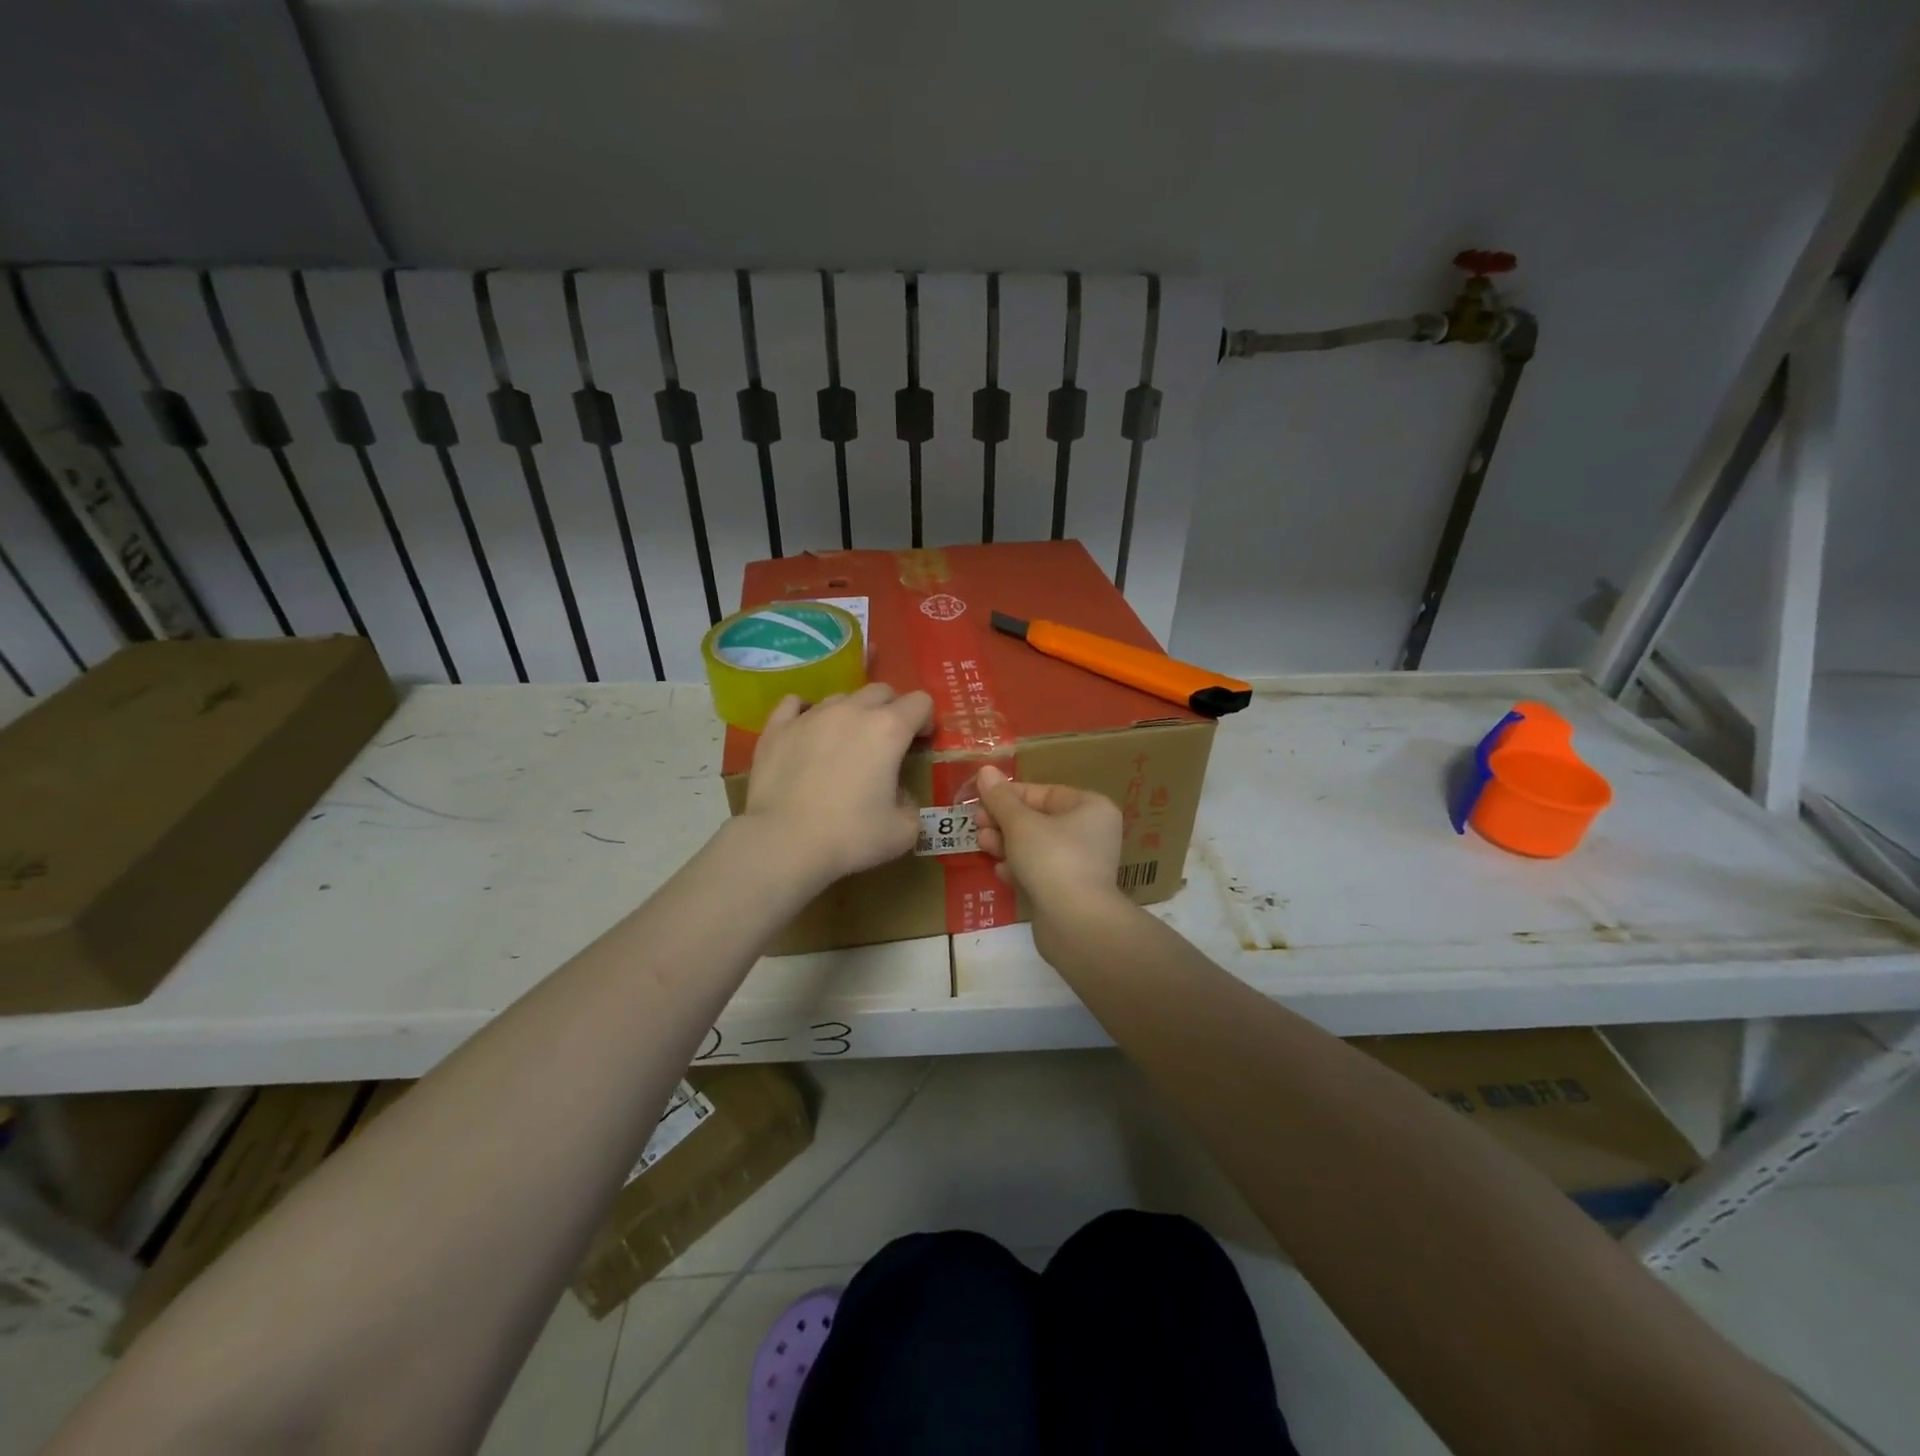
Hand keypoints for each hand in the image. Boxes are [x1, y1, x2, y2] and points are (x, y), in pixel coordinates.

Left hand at [743, 684, 933, 885]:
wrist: (784, 843)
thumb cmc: (850, 836)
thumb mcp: (903, 831)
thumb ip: (911, 805)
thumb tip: (900, 796)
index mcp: (888, 729)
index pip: (920, 702)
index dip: (926, 720)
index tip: (920, 743)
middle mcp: (851, 711)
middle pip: (880, 691)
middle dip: (891, 710)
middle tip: (887, 743)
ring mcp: (810, 715)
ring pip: (840, 697)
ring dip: (851, 714)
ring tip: (844, 744)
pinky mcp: (777, 728)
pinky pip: (793, 704)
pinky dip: (805, 712)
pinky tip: (806, 731)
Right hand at [973, 765, 1124, 915]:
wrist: (1075, 923)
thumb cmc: (1052, 858)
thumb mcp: (1020, 823)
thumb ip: (1000, 798)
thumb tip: (985, 771)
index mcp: (1091, 808)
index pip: (1044, 793)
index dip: (1009, 795)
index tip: (979, 799)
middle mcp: (1091, 833)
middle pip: (1039, 820)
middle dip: (1004, 821)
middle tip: (976, 823)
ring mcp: (1082, 865)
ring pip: (1037, 847)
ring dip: (1007, 844)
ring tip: (982, 844)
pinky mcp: (1070, 892)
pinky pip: (1040, 872)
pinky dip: (1019, 869)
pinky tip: (1000, 872)